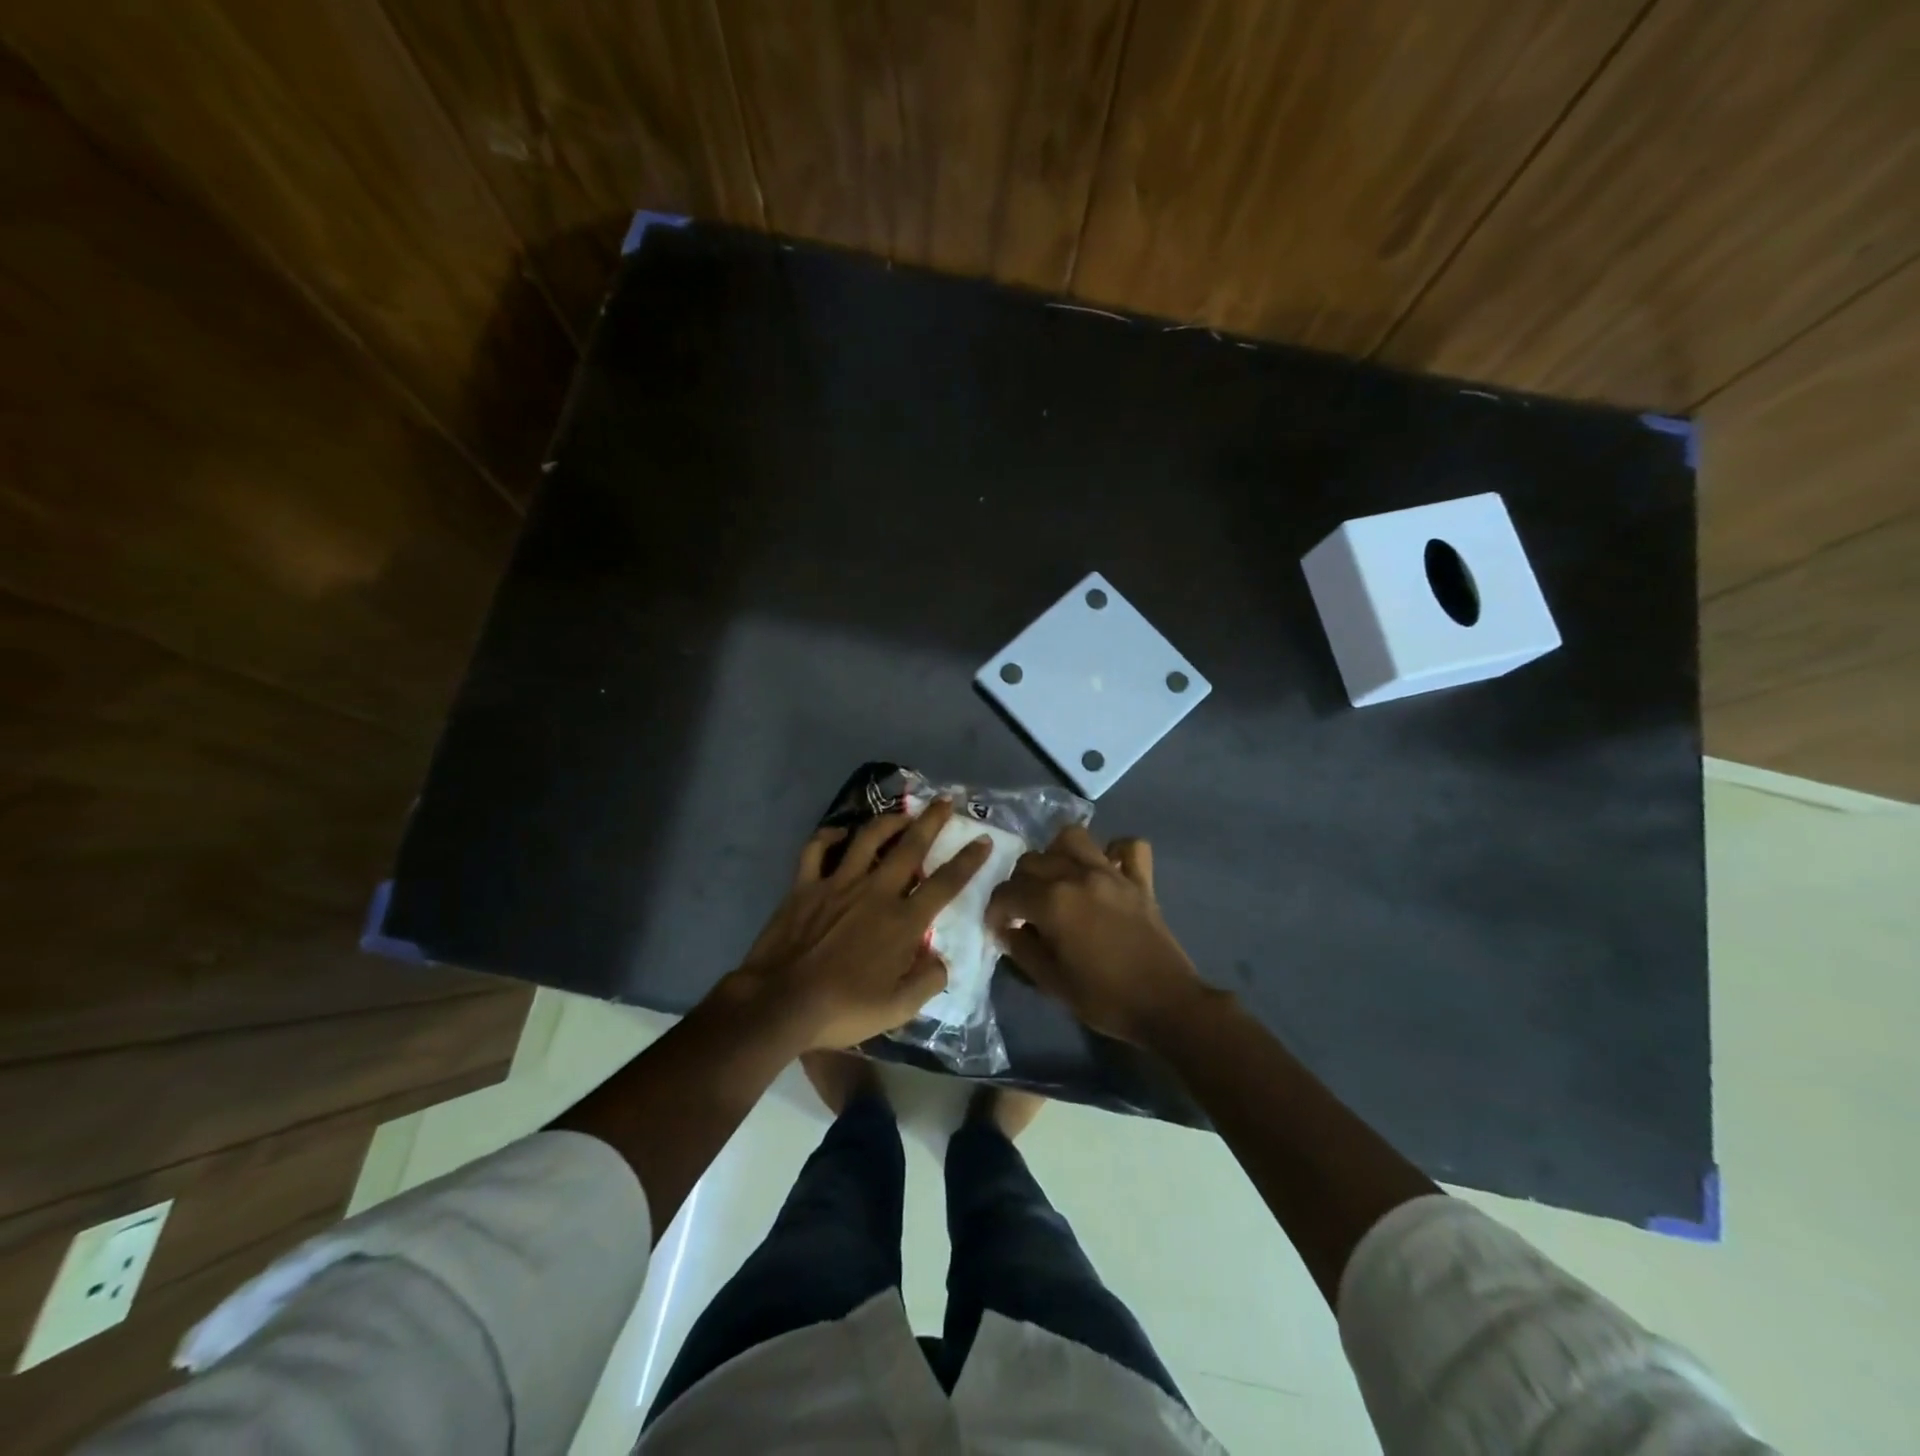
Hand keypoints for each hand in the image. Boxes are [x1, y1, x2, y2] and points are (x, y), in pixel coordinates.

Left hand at [731, 799, 992, 1050]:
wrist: (780, 1003)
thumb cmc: (843, 1009)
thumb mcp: (898, 1009)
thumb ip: (927, 982)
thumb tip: (941, 961)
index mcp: (902, 921)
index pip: (945, 884)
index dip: (968, 860)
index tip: (982, 840)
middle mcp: (875, 892)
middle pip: (910, 847)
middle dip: (932, 820)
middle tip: (946, 800)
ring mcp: (838, 884)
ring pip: (867, 838)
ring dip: (888, 821)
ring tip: (901, 813)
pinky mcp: (805, 885)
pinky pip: (817, 849)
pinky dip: (828, 836)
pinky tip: (839, 833)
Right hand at [988, 827, 1207, 1044]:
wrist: (1166, 1005)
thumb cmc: (1104, 999)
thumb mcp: (1052, 983)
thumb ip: (1023, 950)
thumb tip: (1007, 930)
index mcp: (1053, 902)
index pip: (1008, 892)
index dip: (995, 910)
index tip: (998, 927)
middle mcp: (1078, 877)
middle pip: (1033, 860)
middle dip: (1019, 883)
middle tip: (1024, 909)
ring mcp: (1112, 874)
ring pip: (1073, 838)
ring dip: (1057, 853)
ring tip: (1057, 879)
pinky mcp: (1140, 880)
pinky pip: (1129, 847)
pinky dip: (1116, 851)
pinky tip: (1106, 869)